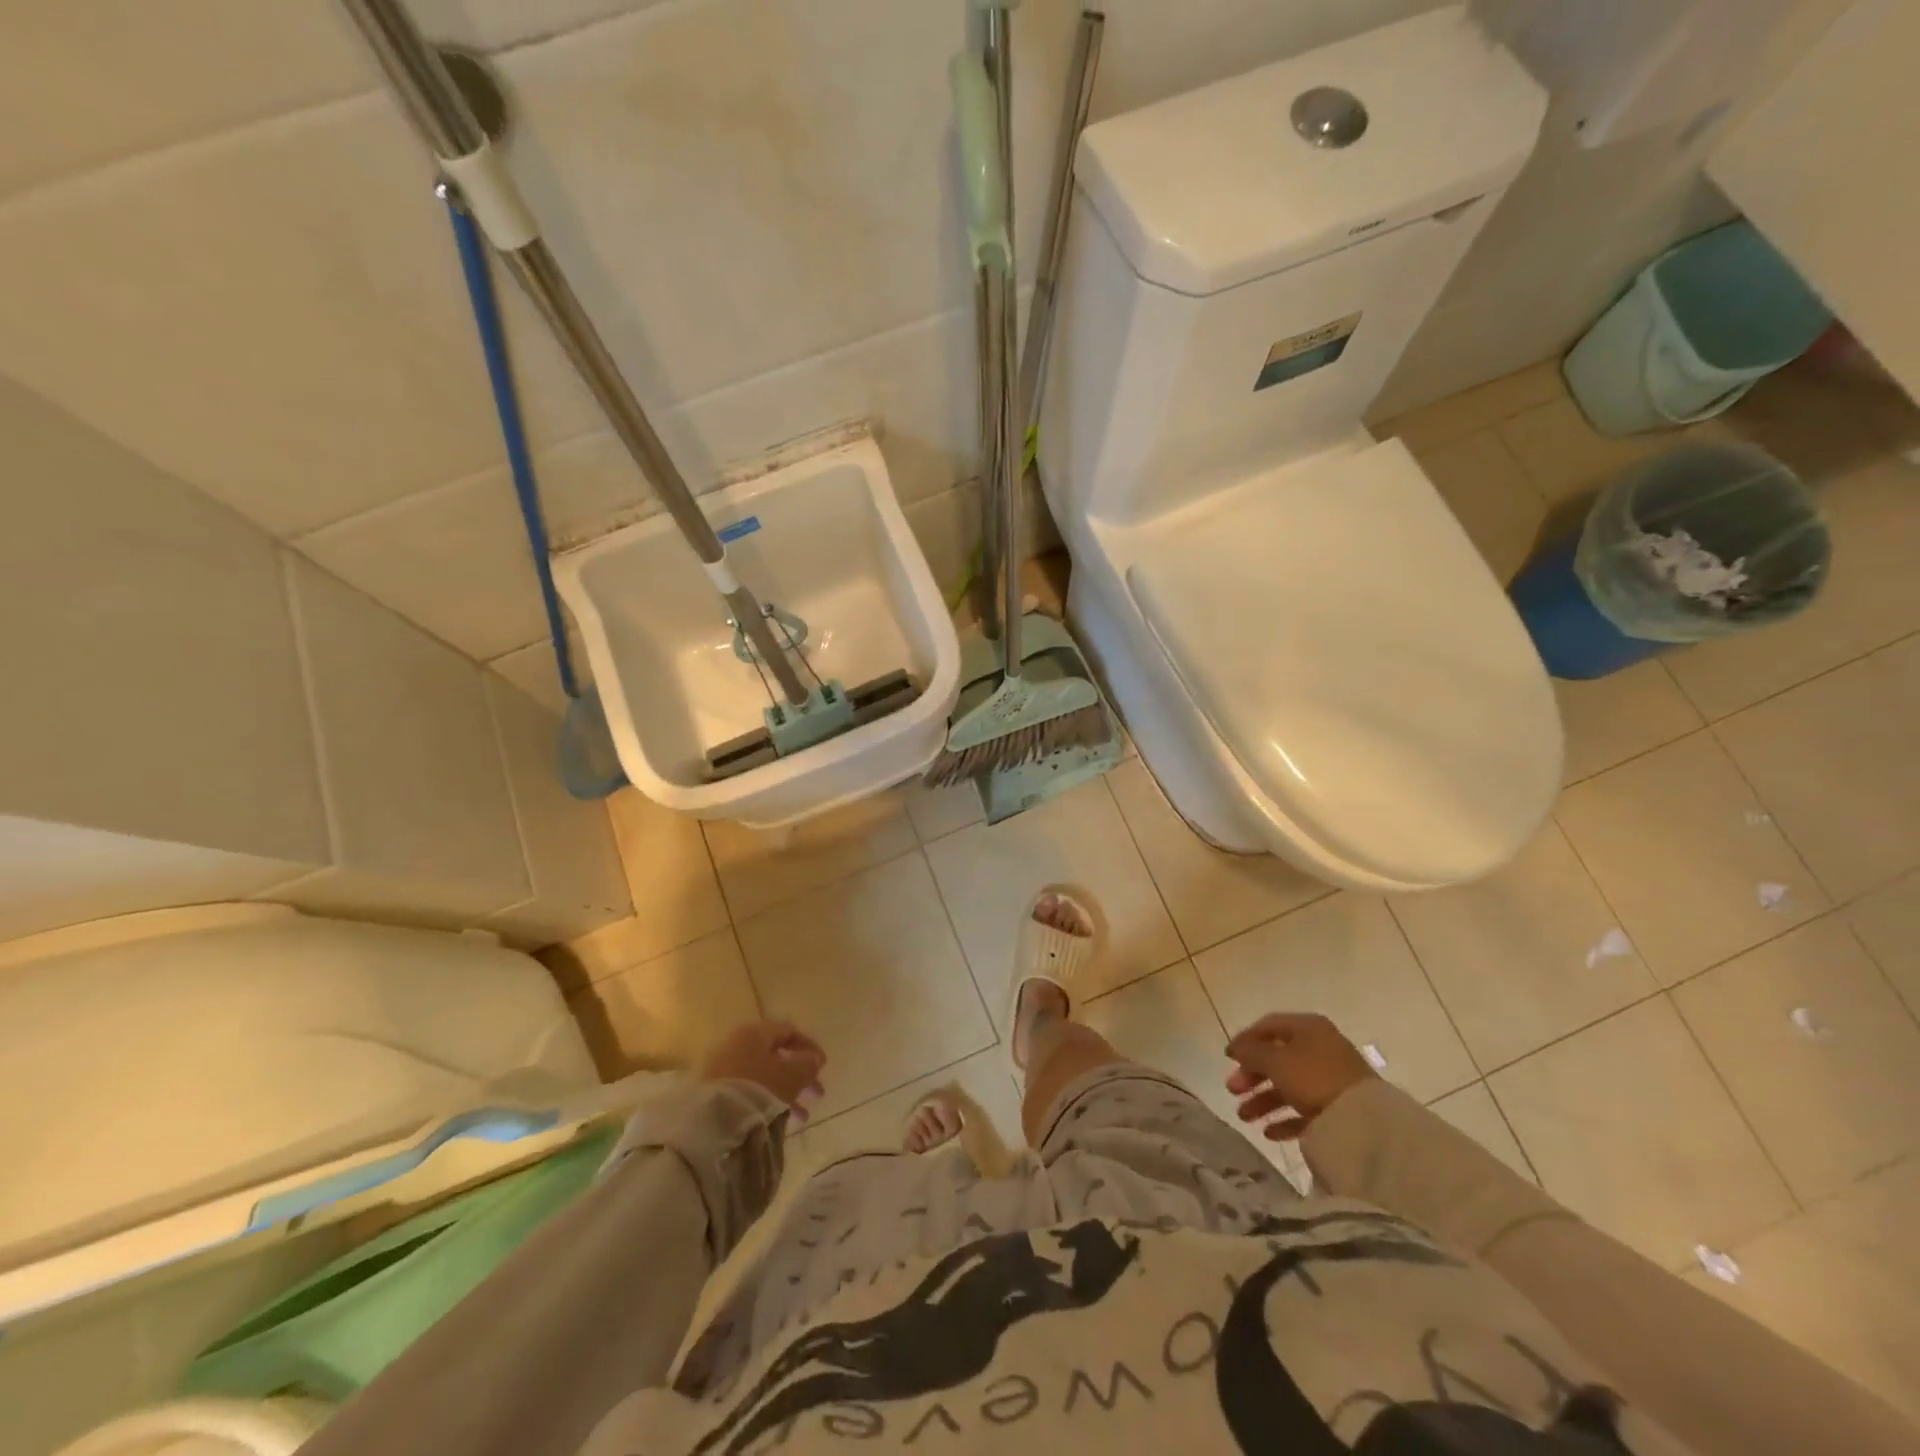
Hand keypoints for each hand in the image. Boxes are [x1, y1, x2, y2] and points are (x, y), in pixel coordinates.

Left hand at [700, 1021, 826, 1111]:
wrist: (711, 1123)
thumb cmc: (759, 1089)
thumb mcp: (791, 1075)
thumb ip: (807, 1064)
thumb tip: (814, 1059)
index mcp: (754, 1033)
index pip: (788, 1031)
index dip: (809, 1047)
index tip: (823, 1066)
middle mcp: (736, 1045)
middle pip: (776, 1056)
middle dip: (800, 1075)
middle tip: (818, 1093)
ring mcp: (722, 1070)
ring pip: (763, 1076)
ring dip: (786, 1092)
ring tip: (803, 1116)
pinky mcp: (714, 1093)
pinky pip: (749, 1091)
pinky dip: (767, 1101)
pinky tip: (779, 1121)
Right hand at [1225, 1013, 1376, 1140]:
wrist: (1365, 1122)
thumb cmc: (1314, 1078)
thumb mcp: (1276, 1060)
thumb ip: (1252, 1052)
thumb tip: (1236, 1047)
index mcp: (1308, 1028)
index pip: (1269, 1026)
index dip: (1245, 1040)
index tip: (1227, 1058)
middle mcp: (1320, 1048)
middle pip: (1277, 1058)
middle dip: (1251, 1075)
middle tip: (1233, 1090)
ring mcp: (1330, 1080)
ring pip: (1288, 1086)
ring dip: (1263, 1100)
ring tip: (1244, 1117)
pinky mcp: (1338, 1109)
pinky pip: (1304, 1110)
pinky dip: (1284, 1119)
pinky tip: (1269, 1132)